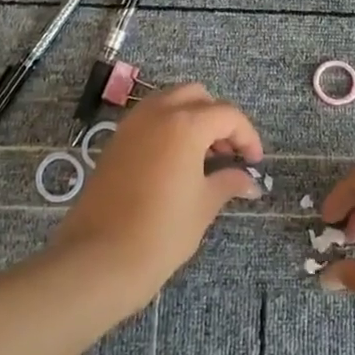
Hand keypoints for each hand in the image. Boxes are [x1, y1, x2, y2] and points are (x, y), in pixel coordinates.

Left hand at [50, 84, 263, 311]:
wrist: (100, 258)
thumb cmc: (162, 231)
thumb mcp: (204, 205)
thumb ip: (228, 182)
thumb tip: (248, 181)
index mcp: (185, 124)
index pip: (227, 115)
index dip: (247, 136)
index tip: (254, 162)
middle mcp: (157, 113)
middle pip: (197, 96)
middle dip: (217, 119)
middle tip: (227, 154)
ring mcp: (131, 124)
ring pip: (169, 102)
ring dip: (191, 119)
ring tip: (202, 159)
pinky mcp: (115, 141)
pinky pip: (149, 119)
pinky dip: (168, 128)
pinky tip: (175, 163)